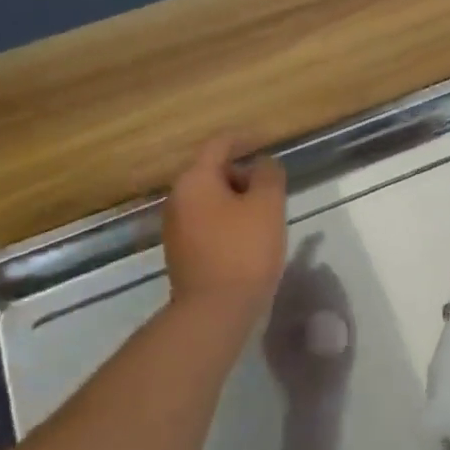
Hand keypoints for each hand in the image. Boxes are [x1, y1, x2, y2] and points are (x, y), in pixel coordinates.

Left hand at [163, 133, 287, 322]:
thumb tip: (263, 163)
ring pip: (210, 199)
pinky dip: (228, 220)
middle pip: (213, 171)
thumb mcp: (267, 205)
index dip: (245, 139)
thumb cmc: (244, 250)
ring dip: (237, 199)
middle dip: (243, 173)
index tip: (268, 141)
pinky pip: (207, 222)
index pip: (219, 145)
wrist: (215, 310)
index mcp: (194, 180)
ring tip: (266, 214)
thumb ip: (269, 175)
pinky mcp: (182, 251)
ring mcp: (176, 227)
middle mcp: (177, 198)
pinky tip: (249, 237)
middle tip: (273, 187)